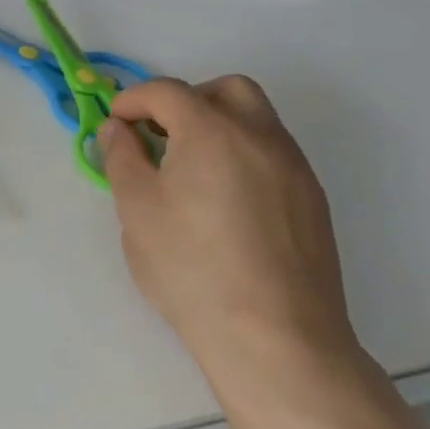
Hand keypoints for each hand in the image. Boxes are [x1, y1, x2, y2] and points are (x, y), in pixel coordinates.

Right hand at [97, 75, 361, 400]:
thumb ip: (122, 157)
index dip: (134, 99)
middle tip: (161, 134)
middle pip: (226, 89)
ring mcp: (294, 168)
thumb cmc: (192, 268)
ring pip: (257, 119)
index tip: (116, 124)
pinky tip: (224, 200)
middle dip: (187, 100)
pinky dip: (243, 154)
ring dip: (219, 125)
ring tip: (190, 169)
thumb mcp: (136, 209)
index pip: (167, 91)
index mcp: (212, 131)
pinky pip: (273, 153)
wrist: (276, 339)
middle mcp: (261, 136)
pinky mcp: (313, 201)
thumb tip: (118, 129)